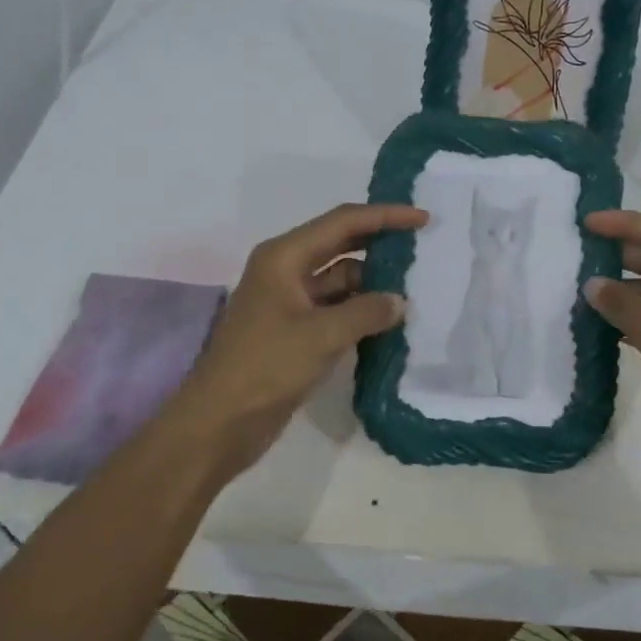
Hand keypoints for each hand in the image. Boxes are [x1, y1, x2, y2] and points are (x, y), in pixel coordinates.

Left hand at [163, 203, 426, 477]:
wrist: (218, 423)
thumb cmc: (265, 367)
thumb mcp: (321, 335)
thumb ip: (366, 312)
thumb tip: (399, 301)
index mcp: (284, 257)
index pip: (342, 223)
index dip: (384, 216)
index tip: (423, 219)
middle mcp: (286, 271)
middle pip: (340, 245)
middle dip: (379, 244)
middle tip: (422, 248)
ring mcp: (289, 303)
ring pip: (340, 280)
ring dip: (372, 284)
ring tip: (415, 290)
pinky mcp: (294, 332)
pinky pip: (335, 310)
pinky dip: (360, 312)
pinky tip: (390, 322)